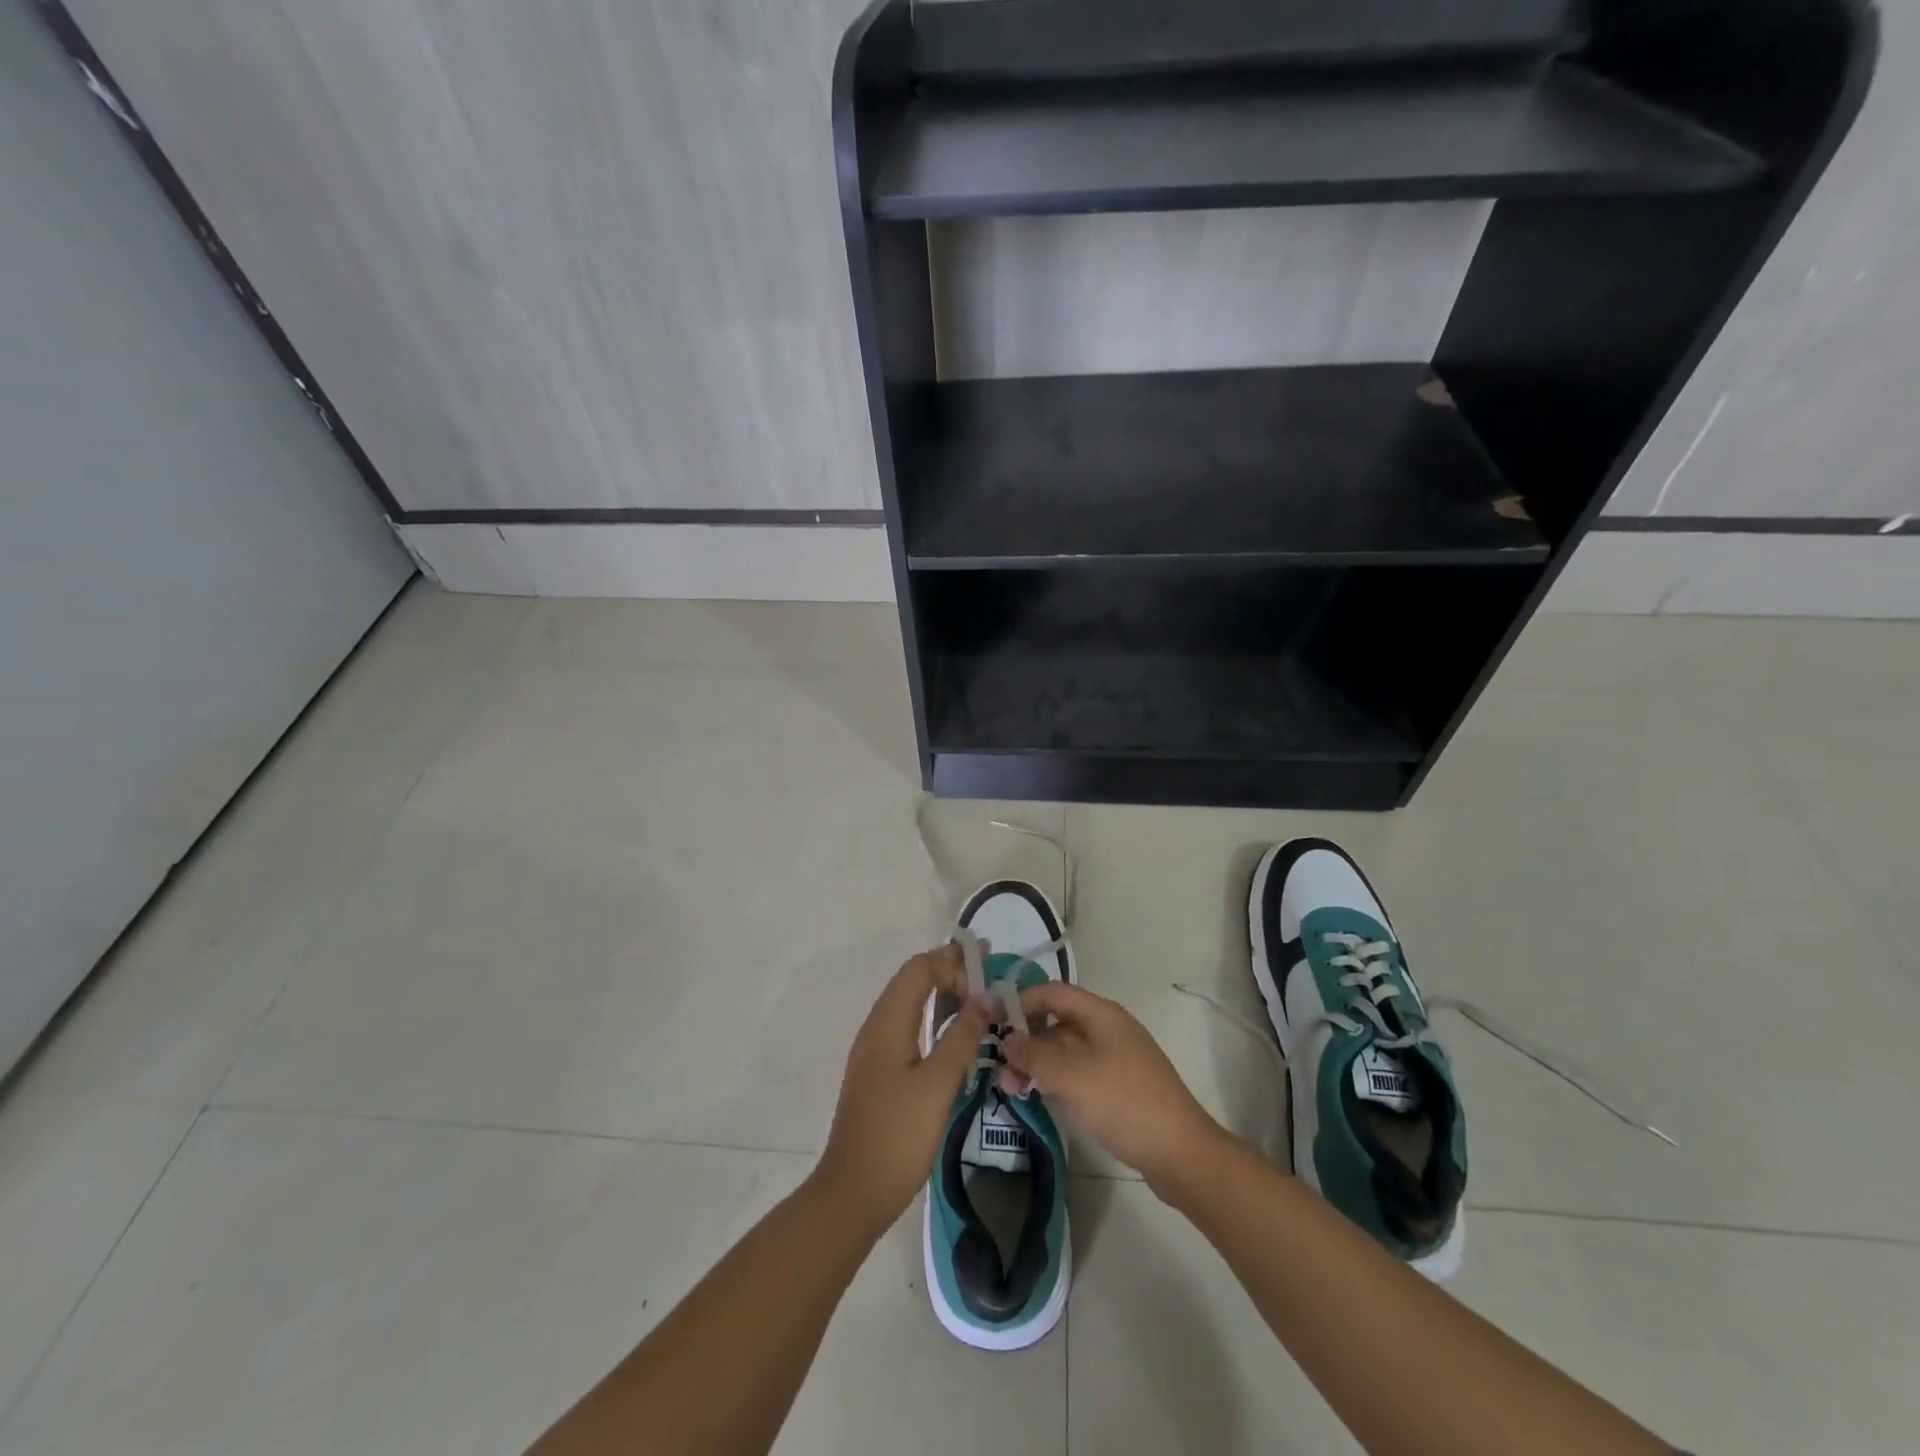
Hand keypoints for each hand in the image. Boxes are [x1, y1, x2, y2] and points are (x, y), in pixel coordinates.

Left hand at [815, 944, 990, 1233]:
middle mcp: (877, 1026)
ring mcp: (875, 1049)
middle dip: (950, 969)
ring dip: (942, 992)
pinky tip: (955, 1032)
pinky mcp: (879, 1071)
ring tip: (978, 995)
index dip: (953, 965)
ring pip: (910, 1002)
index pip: (920, 968)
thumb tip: (986, 998)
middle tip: (988, 969)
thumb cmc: (898, 1135)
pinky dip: (933, 1016)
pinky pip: (908, 1025)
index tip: (987, 981)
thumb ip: (962, 1036)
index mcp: (888, 1022)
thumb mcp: (938, 1084)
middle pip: (913, 979)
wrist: (853, 1191)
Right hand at [999, 982, 1226, 1191]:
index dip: (1022, 1001)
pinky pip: (1078, 1072)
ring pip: (1065, 1051)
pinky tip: (1036, 1096)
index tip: (993, 1022)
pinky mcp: (1117, 1088)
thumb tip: (1006, 1038)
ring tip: (1010, 1088)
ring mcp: (1114, 1059)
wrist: (1181, 1154)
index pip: (1054, 992)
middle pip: (1058, 1022)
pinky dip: (1055, 1079)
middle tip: (998, 1067)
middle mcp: (1108, 1030)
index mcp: (1102, 1015)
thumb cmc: (1125, 1103)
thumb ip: (1035, 1054)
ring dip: (1037, 1063)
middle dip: (1025, 1039)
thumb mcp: (1073, 1076)